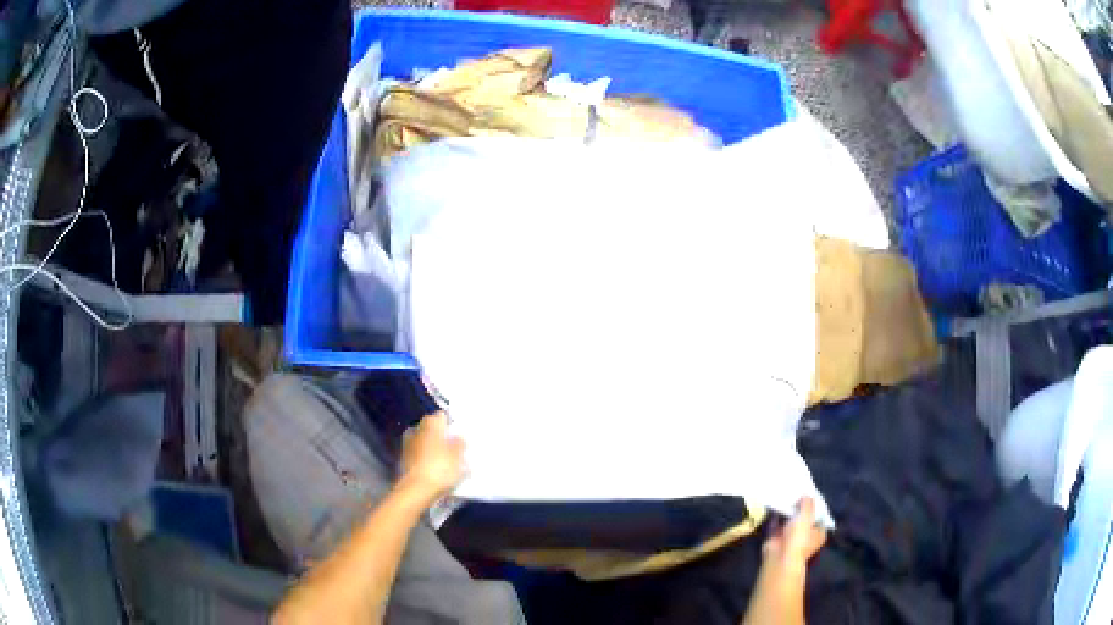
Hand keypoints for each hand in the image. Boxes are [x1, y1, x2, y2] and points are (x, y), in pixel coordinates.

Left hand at [398, 412, 465, 503]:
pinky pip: (417, 452)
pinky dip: (423, 455)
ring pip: (423, 439)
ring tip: (442, 457)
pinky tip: (432, 466)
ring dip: (430, 444)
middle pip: (430, 426)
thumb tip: (457, 436)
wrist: (417, 488)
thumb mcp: (458, 457)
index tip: (457, 433)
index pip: (441, 416)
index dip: (449, 423)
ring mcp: (409, 443)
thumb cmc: (441, 468)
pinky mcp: (404, 457)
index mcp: (432, 424)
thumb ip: (459, 444)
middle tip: (451, 445)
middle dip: (439, 433)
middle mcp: (418, 429)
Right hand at [762, 497, 826, 573]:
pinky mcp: (777, 537)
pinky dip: (775, 515)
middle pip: (805, 518)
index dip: (816, 505)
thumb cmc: (799, 538)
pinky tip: (775, 503)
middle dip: (800, 507)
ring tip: (786, 494)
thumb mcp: (807, 516)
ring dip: (787, 510)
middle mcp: (806, 535)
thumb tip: (806, 495)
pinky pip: (776, 523)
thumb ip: (808, 504)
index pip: (821, 516)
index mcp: (819, 533)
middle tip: (797, 491)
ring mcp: (791, 537)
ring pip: (790, 520)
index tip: (811, 493)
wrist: (779, 557)